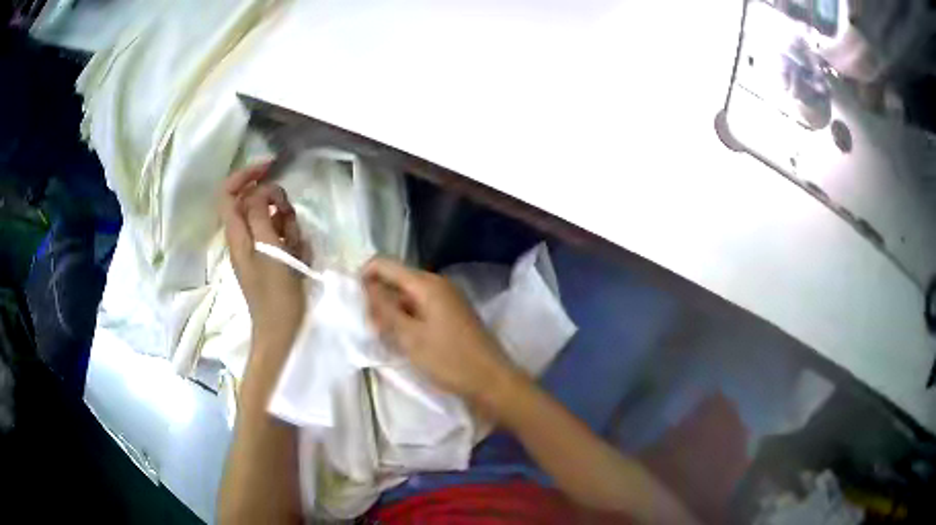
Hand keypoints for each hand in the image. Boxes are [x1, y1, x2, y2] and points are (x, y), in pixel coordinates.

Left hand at [221, 162, 309, 348]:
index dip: (246, 175)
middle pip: (254, 202)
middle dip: (275, 203)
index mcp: (237, 234)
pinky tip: (301, 257)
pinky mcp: (271, 259)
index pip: (229, 192)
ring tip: (297, 246)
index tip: (271, 168)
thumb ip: (260, 215)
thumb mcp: (268, 249)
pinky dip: (293, 240)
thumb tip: (260, 191)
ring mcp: (258, 248)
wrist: (282, 331)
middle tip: (288, 217)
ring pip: (271, 218)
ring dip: (287, 224)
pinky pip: (281, 236)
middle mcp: (243, 237)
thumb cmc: (275, 293)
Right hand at [363, 257, 518, 404]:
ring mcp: (447, 299)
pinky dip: (407, 318)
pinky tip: (402, 339)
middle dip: (378, 298)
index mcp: (427, 284)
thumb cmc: (449, 360)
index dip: (364, 276)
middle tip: (370, 327)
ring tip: (383, 337)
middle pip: (397, 280)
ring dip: (392, 311)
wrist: (492, 381)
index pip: (385, 264)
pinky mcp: (452, 314)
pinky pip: (421, 308)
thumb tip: (365, 285)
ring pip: (408, 296)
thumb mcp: (410, 337)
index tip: (353, 301)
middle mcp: (438, 284)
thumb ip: (385, 309)